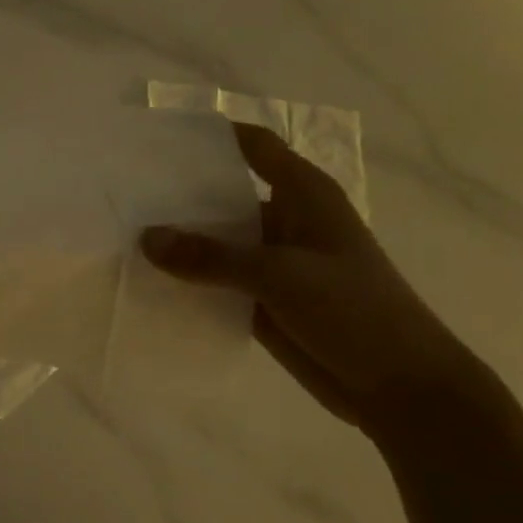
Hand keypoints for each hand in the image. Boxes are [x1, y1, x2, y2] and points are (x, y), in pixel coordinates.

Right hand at [141, 123, 495, 435]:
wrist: (400, 386)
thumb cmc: (353, 311)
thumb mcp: (280, 276)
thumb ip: (211, 257)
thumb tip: (145, 238)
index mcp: (302, 194)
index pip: (253, 146)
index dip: (211, 136)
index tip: (158, 138)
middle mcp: (285, 219)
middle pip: (225, 194)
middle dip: (179, 195)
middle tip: (123, 193)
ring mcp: (273, 262)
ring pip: (217, 241)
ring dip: (180, 242)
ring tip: (123, 235)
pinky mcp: (264, 299)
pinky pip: (217, 281)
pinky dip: (189, 281)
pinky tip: (148, 282)